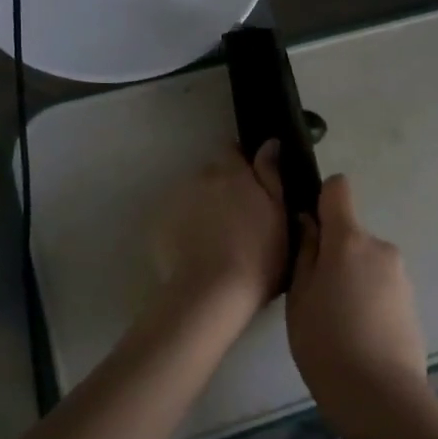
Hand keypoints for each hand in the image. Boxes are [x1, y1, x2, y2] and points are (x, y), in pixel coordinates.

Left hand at [147, 143, 285, 338]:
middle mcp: (202, 178)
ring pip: (193, 195)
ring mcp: (177, 200)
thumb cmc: (258, 257)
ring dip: (202, 206)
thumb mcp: (278, 215)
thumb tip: (269, 142)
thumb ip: (271, 174)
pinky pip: (175, 218)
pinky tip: (194, 250)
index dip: (241, 164)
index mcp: (234, 173)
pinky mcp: (159, 224)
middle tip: (236, 216)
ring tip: (213, 237)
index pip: (233, 151)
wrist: (213, 295)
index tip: (251, 183)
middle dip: (222, 187)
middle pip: (212, 174)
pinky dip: (184, 227)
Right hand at [285, 175, 427, 435]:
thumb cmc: (326, 342)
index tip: (309, 228)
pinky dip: (368, 298)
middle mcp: (380, 247)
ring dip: (352, 278)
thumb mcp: (300, 297)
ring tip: (337, 320)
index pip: (338, 189)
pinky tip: (358, 333)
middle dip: (333, 253)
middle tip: (316, 294)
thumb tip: (310, 223)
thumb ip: (305, 253)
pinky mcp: (412, 300)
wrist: (381, 396)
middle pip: (350, 234)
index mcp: (349, 240)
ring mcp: (400, 274)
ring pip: (365, 261)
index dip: (322, 200)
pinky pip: (381, 284)